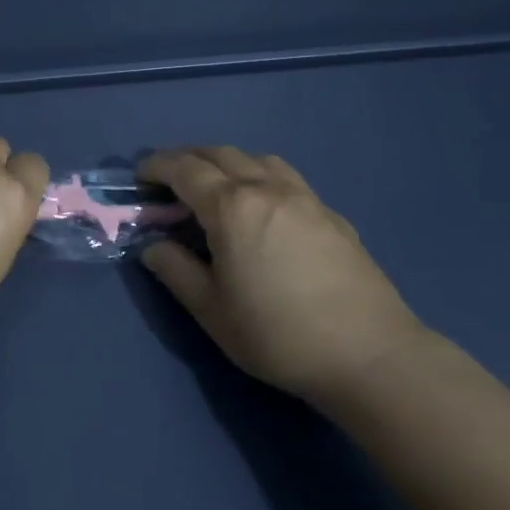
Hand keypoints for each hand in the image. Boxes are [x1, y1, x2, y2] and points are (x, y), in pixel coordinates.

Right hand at [138, 147, 423, 407]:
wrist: (369, 354)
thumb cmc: (278, 334)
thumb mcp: (211, 310)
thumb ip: (175, 270)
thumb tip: (152, 246)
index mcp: (232, 207)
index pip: (184, 170)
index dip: (157, 167)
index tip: (140, 176)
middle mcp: (267, 188)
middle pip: (219, 154)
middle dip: (188, 159)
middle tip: (169, 179)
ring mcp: (304, 197)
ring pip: (257, 159)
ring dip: (226, 162)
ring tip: (215, 186)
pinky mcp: (331, 214)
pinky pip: (285, 177)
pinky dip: (259, 176)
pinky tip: (262, 208)